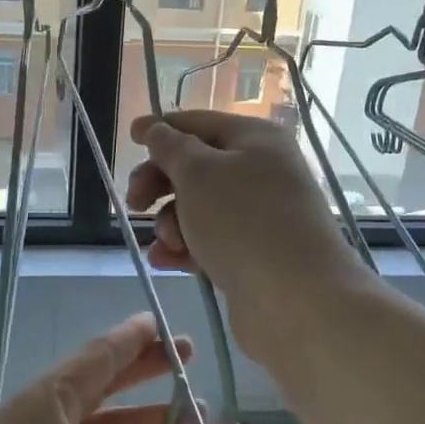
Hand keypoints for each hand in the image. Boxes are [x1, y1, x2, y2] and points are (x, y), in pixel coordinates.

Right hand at [127, 111, 366, 356]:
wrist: (296, 300)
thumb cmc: (242, 222)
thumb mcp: (197, 173)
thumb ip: (170, 147)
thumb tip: (156, 129)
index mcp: (255, 138)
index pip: (198, 123)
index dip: (161, 129)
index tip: (128, 139)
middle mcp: (261, 170)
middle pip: (195, 166)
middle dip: (160, 184)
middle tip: (134, 204)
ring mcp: (260, 214)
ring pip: (198, 207)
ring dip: (170, 222)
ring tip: (168, 244)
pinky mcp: (254, 253)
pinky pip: (209, 240)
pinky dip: (185, 247)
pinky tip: (166, 261)